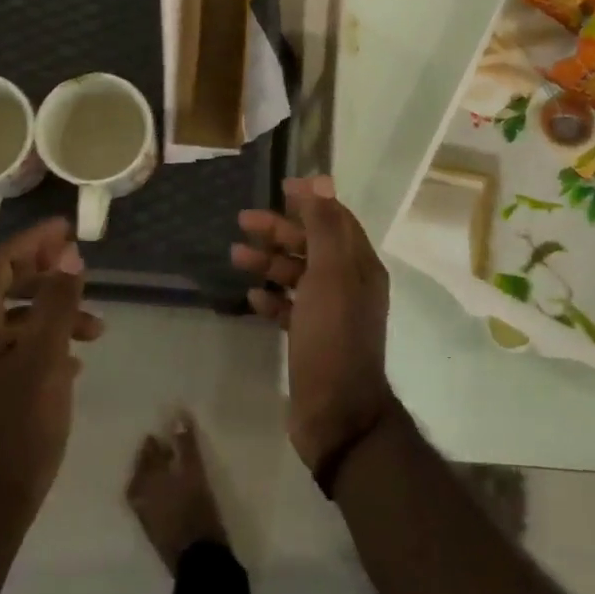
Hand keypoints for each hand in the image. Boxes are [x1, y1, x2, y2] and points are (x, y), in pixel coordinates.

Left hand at [0, 219, 102, 538]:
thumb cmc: (15, 430)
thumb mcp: (44, 360)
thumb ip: (57, 303)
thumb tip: (69, 254)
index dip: (32, 241)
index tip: (67, 229)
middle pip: (3, 288)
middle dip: (45, 274)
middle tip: (82, 268)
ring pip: (13, 322)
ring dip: (52, 313)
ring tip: (97, 330)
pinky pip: (14, 350)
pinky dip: (44, 342)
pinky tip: (75, 361)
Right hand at [233, 176, 394, 472]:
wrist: (337, 413)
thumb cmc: (333, 337)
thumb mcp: (330, 274)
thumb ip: (324, 226)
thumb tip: (321, 179)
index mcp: (359, 266)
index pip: (335, 219)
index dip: (310, 200)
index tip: (279, 187)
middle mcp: (349, 284)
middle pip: (312, 244)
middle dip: (279, 230)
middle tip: (242, 220)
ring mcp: (330, 313)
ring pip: (298, 275)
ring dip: (269, 262)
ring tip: (235, 256)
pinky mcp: (313, 338)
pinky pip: (291, 308)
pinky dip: (272, 298)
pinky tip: (252, 296)